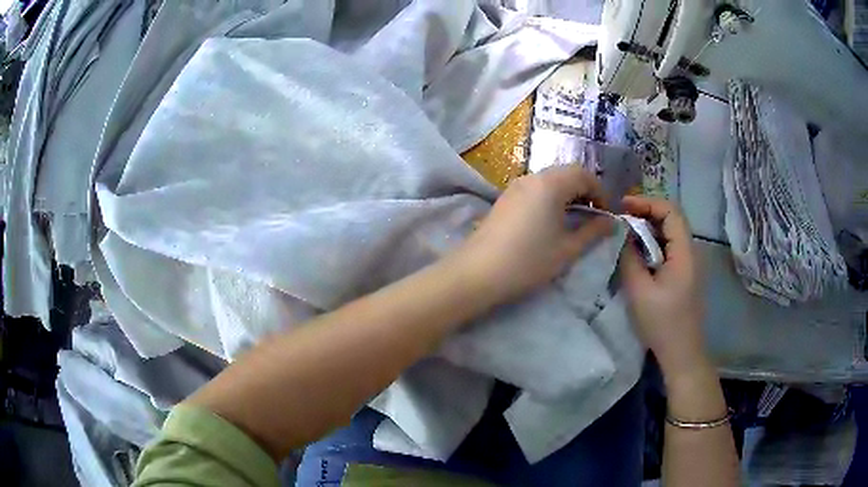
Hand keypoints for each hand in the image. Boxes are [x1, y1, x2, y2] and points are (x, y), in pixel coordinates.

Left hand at [454, 165, 612, 304]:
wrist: (478, 272)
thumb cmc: (529, 260)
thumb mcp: (567, 249)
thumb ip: (593, 231)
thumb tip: (612, 222)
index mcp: (551, 183)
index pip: (584, 174)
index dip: (601, 192)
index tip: (607, 214)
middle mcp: (532, 177)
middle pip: (566, 173)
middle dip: (585, 191)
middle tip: (594, 217)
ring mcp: (515, 186)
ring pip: (550, 181)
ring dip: (567, 195)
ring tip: (575, 221)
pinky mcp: (505, 198)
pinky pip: (535, 189)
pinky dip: (550, 198)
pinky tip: (551, 222)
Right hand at [619, 196, 707, 377]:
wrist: (681, 353)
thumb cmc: (662, 323)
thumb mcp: (639, 291)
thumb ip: (629, 258)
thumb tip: (621, 234)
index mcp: (684, 252)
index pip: (671, 211)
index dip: (647, 202)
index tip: (623, 206)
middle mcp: (690, 252)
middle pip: (671, 219)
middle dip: (645, 213)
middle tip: (620, 218)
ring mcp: (688, 264)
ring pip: (669, 234)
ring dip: (647, 229)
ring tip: (624, 233)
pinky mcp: (683, 274)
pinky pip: (668, 249)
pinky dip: (651, 244)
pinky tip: (637, 253)